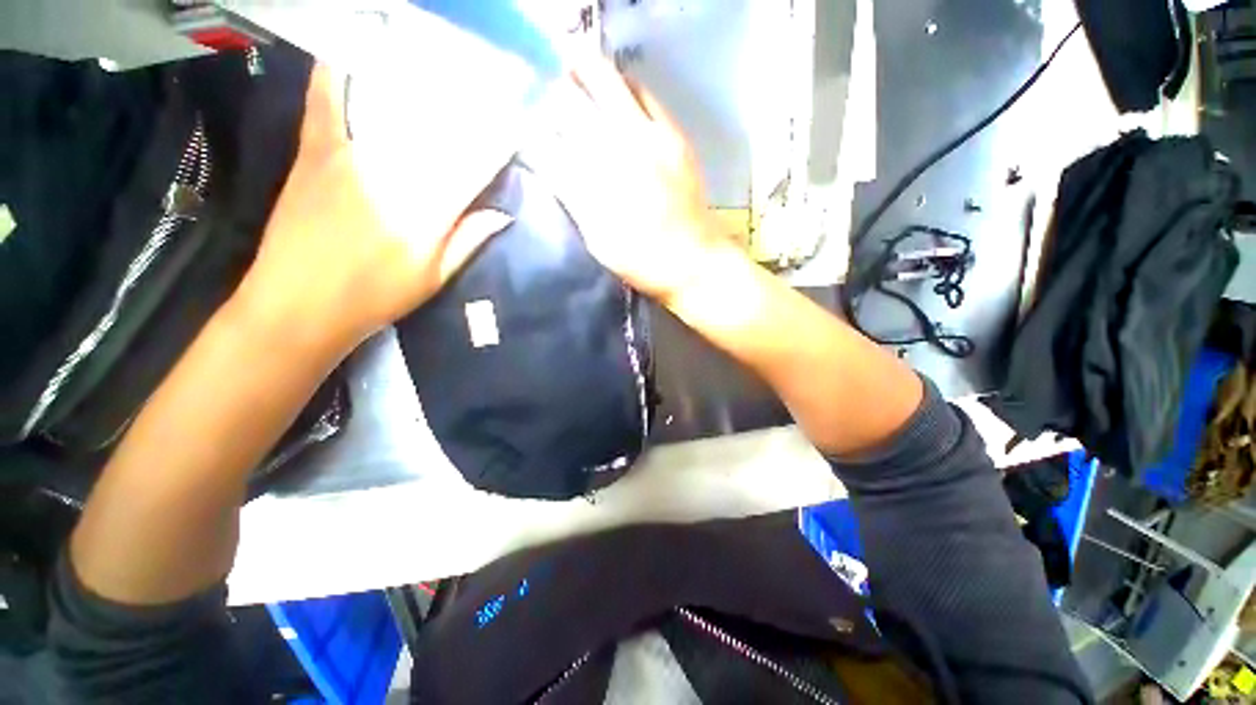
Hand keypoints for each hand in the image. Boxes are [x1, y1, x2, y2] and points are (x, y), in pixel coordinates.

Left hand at [236, 63, 511, 348]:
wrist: (296, 306)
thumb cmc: (373, 298)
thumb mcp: (432, 279)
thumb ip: (467, 242)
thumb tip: (501, 214)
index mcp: (426, 211)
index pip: (471, 167)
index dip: (494, 146)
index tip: (512, 127)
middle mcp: (391, 173)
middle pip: (435, 133)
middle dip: (461, 114)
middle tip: (480, 96)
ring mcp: (348, 156)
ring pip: (390, 111)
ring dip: (414, 91)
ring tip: (432, 74)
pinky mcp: (314, 152)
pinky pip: (325, 100)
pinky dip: (337, 74)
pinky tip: (351, 55)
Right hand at [530, 60, 728, 305]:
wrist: (692, 260)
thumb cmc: (641, 260)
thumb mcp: (598, 242)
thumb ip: (573, 202)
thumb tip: (552, 167)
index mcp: (591, 185)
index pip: (547, 143)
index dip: (532, 131)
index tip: (525, 128)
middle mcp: (614, 152)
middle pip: (570, 101)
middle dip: (551, 93)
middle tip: (546, 94)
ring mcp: (646, 138)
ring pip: (605, 82)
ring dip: (583, 73)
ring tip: (573, 73)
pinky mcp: (672, 134)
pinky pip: (643, 92)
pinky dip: (623, 84)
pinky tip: (615, 90)